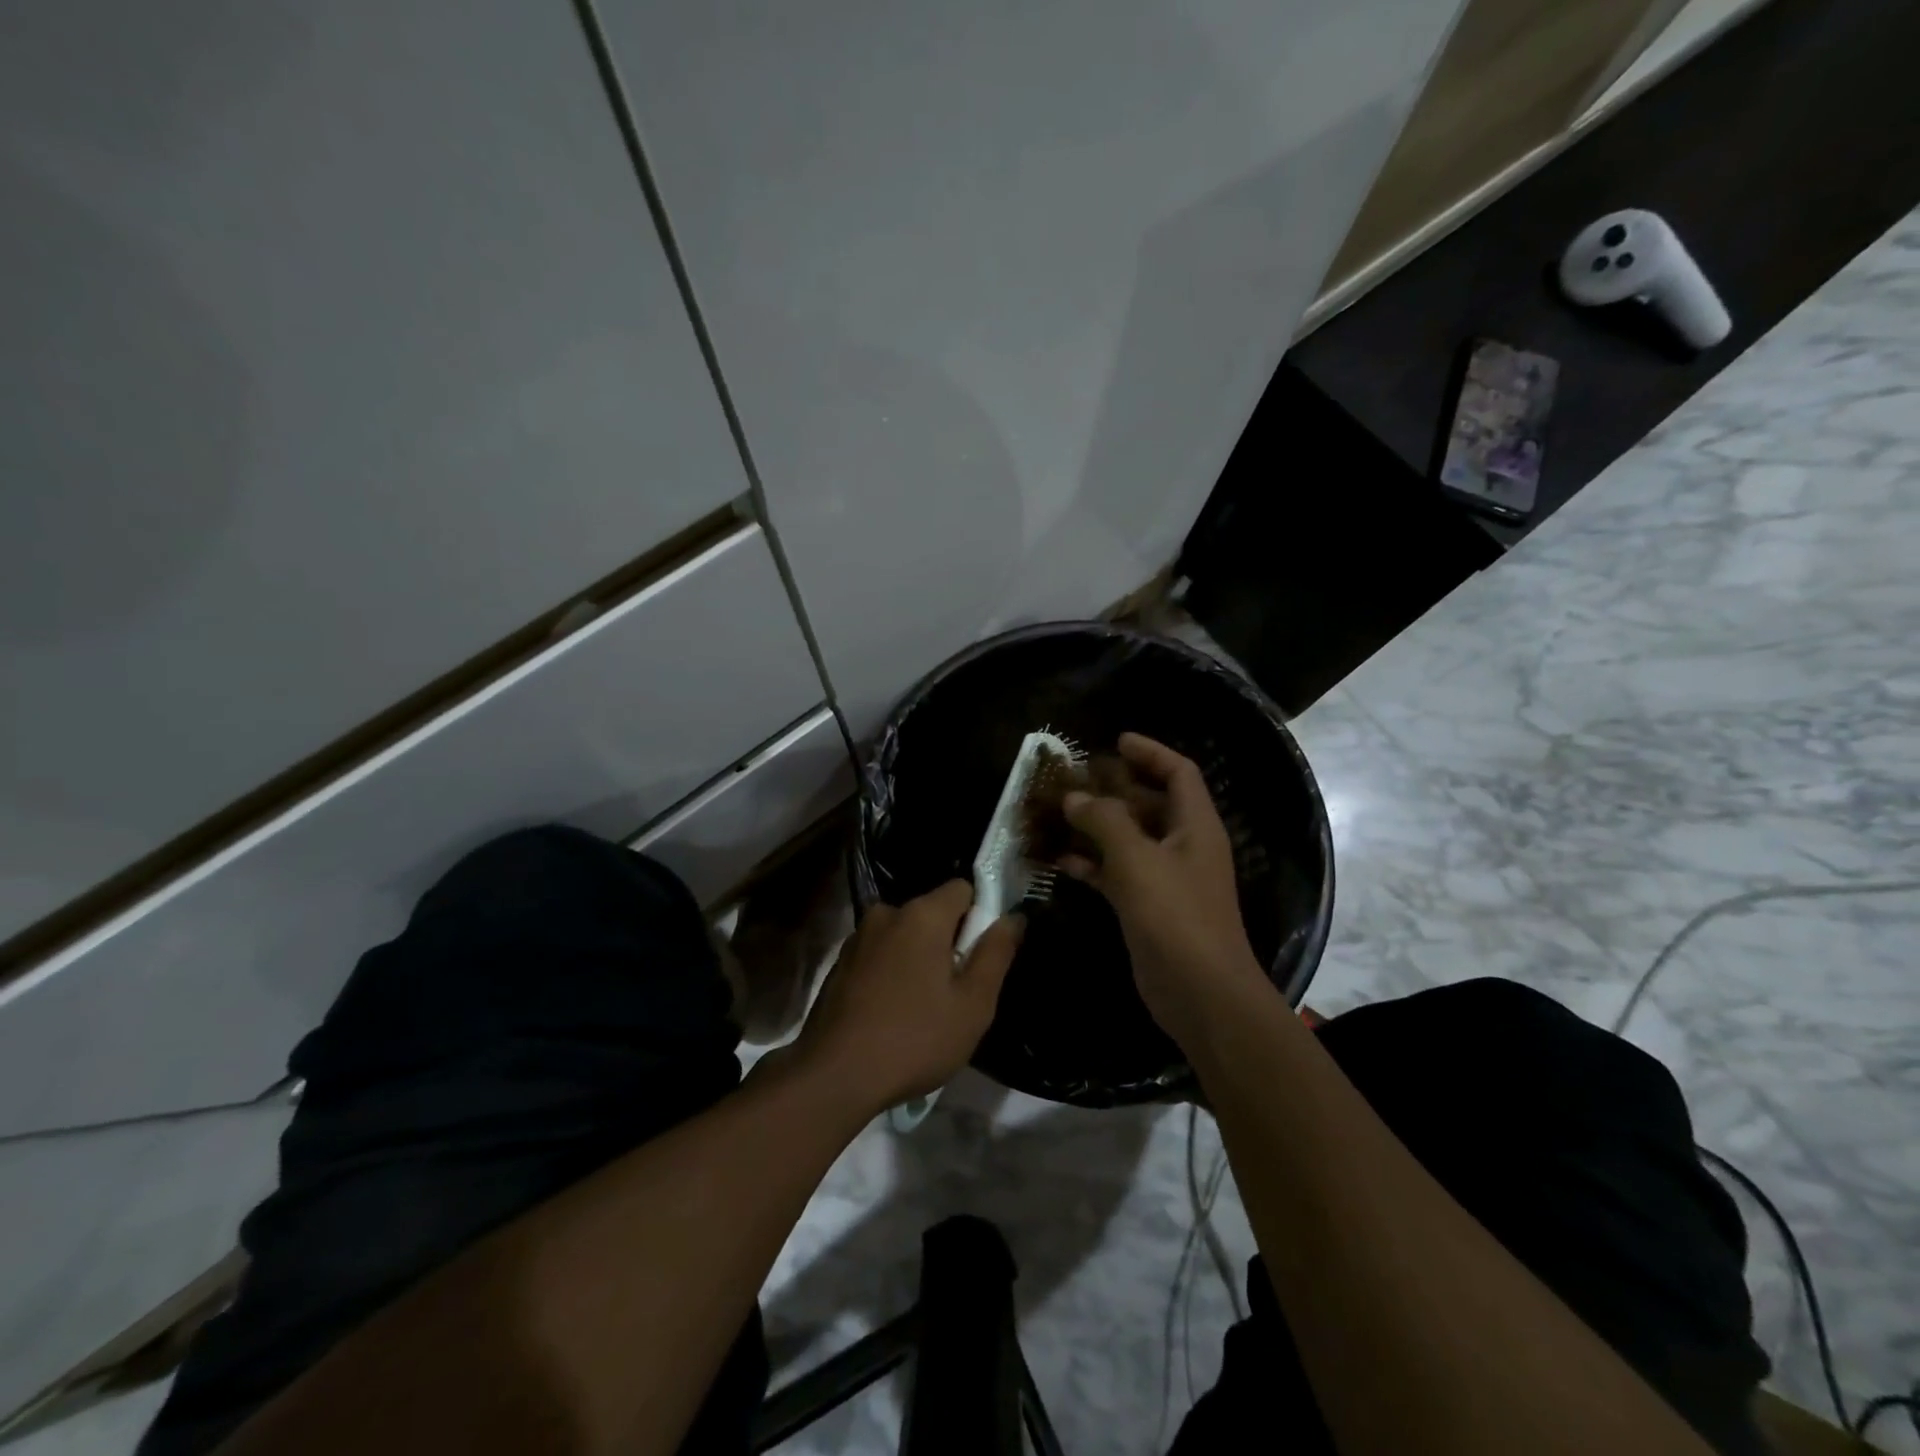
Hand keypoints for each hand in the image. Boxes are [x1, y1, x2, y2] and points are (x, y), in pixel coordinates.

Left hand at [792, 881, 1020, 1114]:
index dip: (979, 916)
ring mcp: (858, 937)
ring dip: (919, 959)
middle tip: (957, 992)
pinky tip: (892, 1013)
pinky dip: (892, 972)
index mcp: (921, 914)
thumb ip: (996, 953)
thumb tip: (1014, 917)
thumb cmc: (915, 1038)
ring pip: (905, 935)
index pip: (963, 888)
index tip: (982, 955)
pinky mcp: (840, 963)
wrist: (833, 1076)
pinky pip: (881, 954)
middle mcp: (886, 913)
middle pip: (932, 913)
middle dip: (949, 942)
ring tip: (923, 1008)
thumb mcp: (973, 1004)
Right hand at [1059, 733, 1268, 1047]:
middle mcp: (1184, 846)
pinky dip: (1092, 864)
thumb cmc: (1175, 915)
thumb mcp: (1136, 859)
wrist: (1199, 993)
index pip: (1178, 773)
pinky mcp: (1148, 907)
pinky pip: (1117, 873)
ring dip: (1096, 827)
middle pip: (1149, 804)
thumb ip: (1104, 821)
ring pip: (1128, 839)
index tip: (1115, 741)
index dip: (1149, 752)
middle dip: (1113, 789)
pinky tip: (1059, 861)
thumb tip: (1074, 797)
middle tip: (1073, 779)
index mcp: (1195, 825)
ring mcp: (1166, 878)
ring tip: (1057, 814)